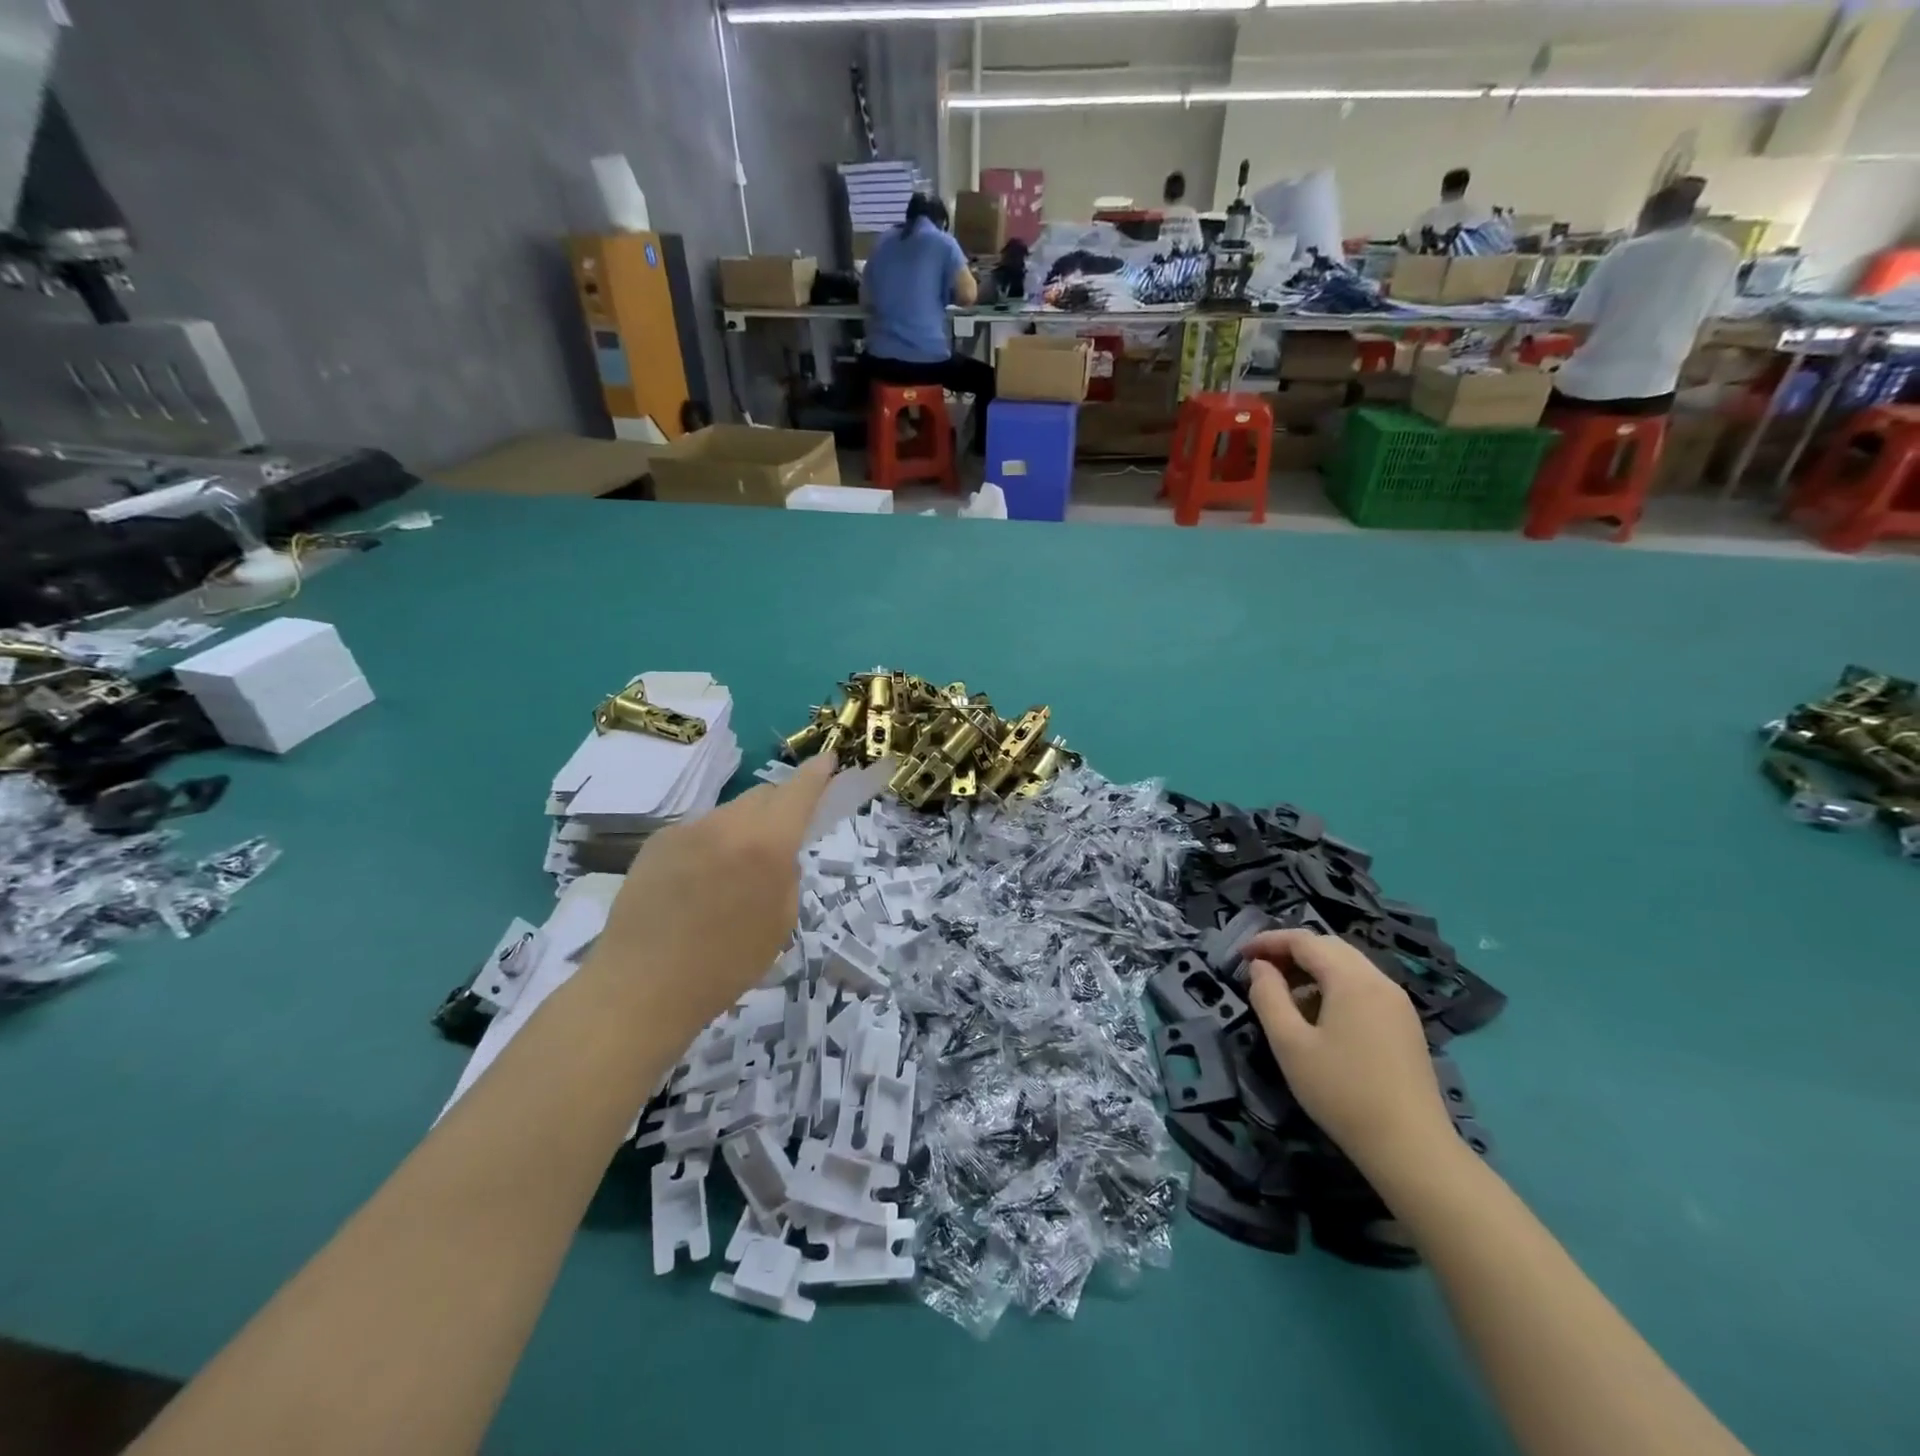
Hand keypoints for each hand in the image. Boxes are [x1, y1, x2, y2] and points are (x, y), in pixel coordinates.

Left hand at [584, 755, 834, 1037]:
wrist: (641, 986)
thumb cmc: (725, 965)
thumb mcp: (780, 923)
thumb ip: (786, 876)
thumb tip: (777, 855)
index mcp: (767, 844)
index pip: (799, 792)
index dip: (817, 774)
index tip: (829, 761)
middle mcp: (727, 824)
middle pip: (764, 796)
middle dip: (781, 807)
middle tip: (781, 838)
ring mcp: (688, 829)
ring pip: (730, 814)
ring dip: (743, 829)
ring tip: (731, 874)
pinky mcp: (657, 841)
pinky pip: (698, 831)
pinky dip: (710, 845)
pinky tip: (695, 884)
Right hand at [1242, 930, 1455, 1174]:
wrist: (1411, 1148)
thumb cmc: (1342, 1092)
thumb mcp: (1289, 1043)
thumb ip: (1268, 996)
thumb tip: (1260, 967)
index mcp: (1351, 979)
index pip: (1304, 940)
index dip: (1268, 941)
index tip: (1241, 955)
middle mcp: (1379, 980)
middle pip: (1329, 946)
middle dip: (1291, 950)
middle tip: (1261, 969)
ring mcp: (1397, 1002)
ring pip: (1348, 965)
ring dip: (1313, 968)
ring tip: (1285, 992)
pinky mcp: (1405, 1024)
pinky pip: (1363, 986)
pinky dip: (1334, 985)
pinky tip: (1319, 1014)